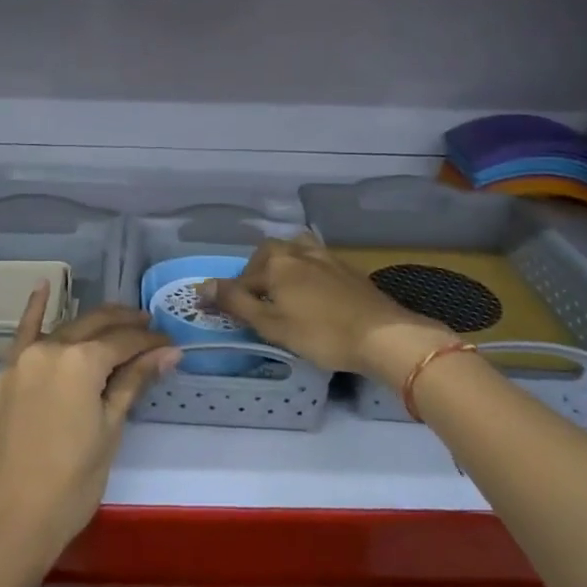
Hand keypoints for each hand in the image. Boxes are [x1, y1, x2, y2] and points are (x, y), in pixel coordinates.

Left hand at [0, 289, 176, 575]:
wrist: (10, 521)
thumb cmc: (71, 482)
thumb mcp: (110, 430)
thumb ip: (134, 382)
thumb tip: (169, 352)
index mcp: (81, 360)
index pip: (126, 341)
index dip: (152, 343)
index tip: (171, 347)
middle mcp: (51, 347)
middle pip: (97, 325)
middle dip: (127, 325)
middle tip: (151, 329)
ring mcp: (23, 358)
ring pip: (66, 327)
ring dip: (94, 322)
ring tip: (119, 321)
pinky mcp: (5, 374)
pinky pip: (22, 333)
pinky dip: (34, 309)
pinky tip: (43, 285)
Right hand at [205, 235, 451, 380]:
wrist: (383, 335)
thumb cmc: (321, 333)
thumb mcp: (271, 324)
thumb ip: (236, 303)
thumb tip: (203, 286)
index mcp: (276, 262)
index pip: (241, 278)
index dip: (228, 296)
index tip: (220, 312)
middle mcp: (298, 251)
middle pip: (267, 255)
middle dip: (256, 274)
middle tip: (255, 300)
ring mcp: (326, 257)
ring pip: (294, 252)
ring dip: (283, 267)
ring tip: (282, 290)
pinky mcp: (347, 269)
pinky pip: (316, 262)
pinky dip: (305, 272)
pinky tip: (312, 292)